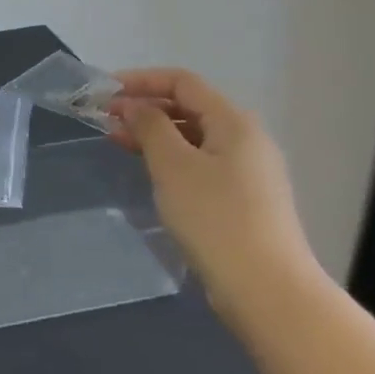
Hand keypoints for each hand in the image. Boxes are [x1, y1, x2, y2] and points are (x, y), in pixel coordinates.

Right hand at [108, 68, 316, 308]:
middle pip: (189, 107)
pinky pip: (202, 164)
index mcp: (234, 122)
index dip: (141, 80)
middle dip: (146, 108)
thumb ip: (150, 126)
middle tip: (107, 120)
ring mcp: (249, 172)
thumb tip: (134, 106)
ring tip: (120, 143)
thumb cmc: (216, 218)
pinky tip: (152, 173)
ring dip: (156, 134)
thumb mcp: (173, 166)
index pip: (182, 82)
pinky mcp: (245, 201)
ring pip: (194, 138)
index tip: (105, 92)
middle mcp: (247, 139)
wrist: (269, 293)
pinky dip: (172, 159)